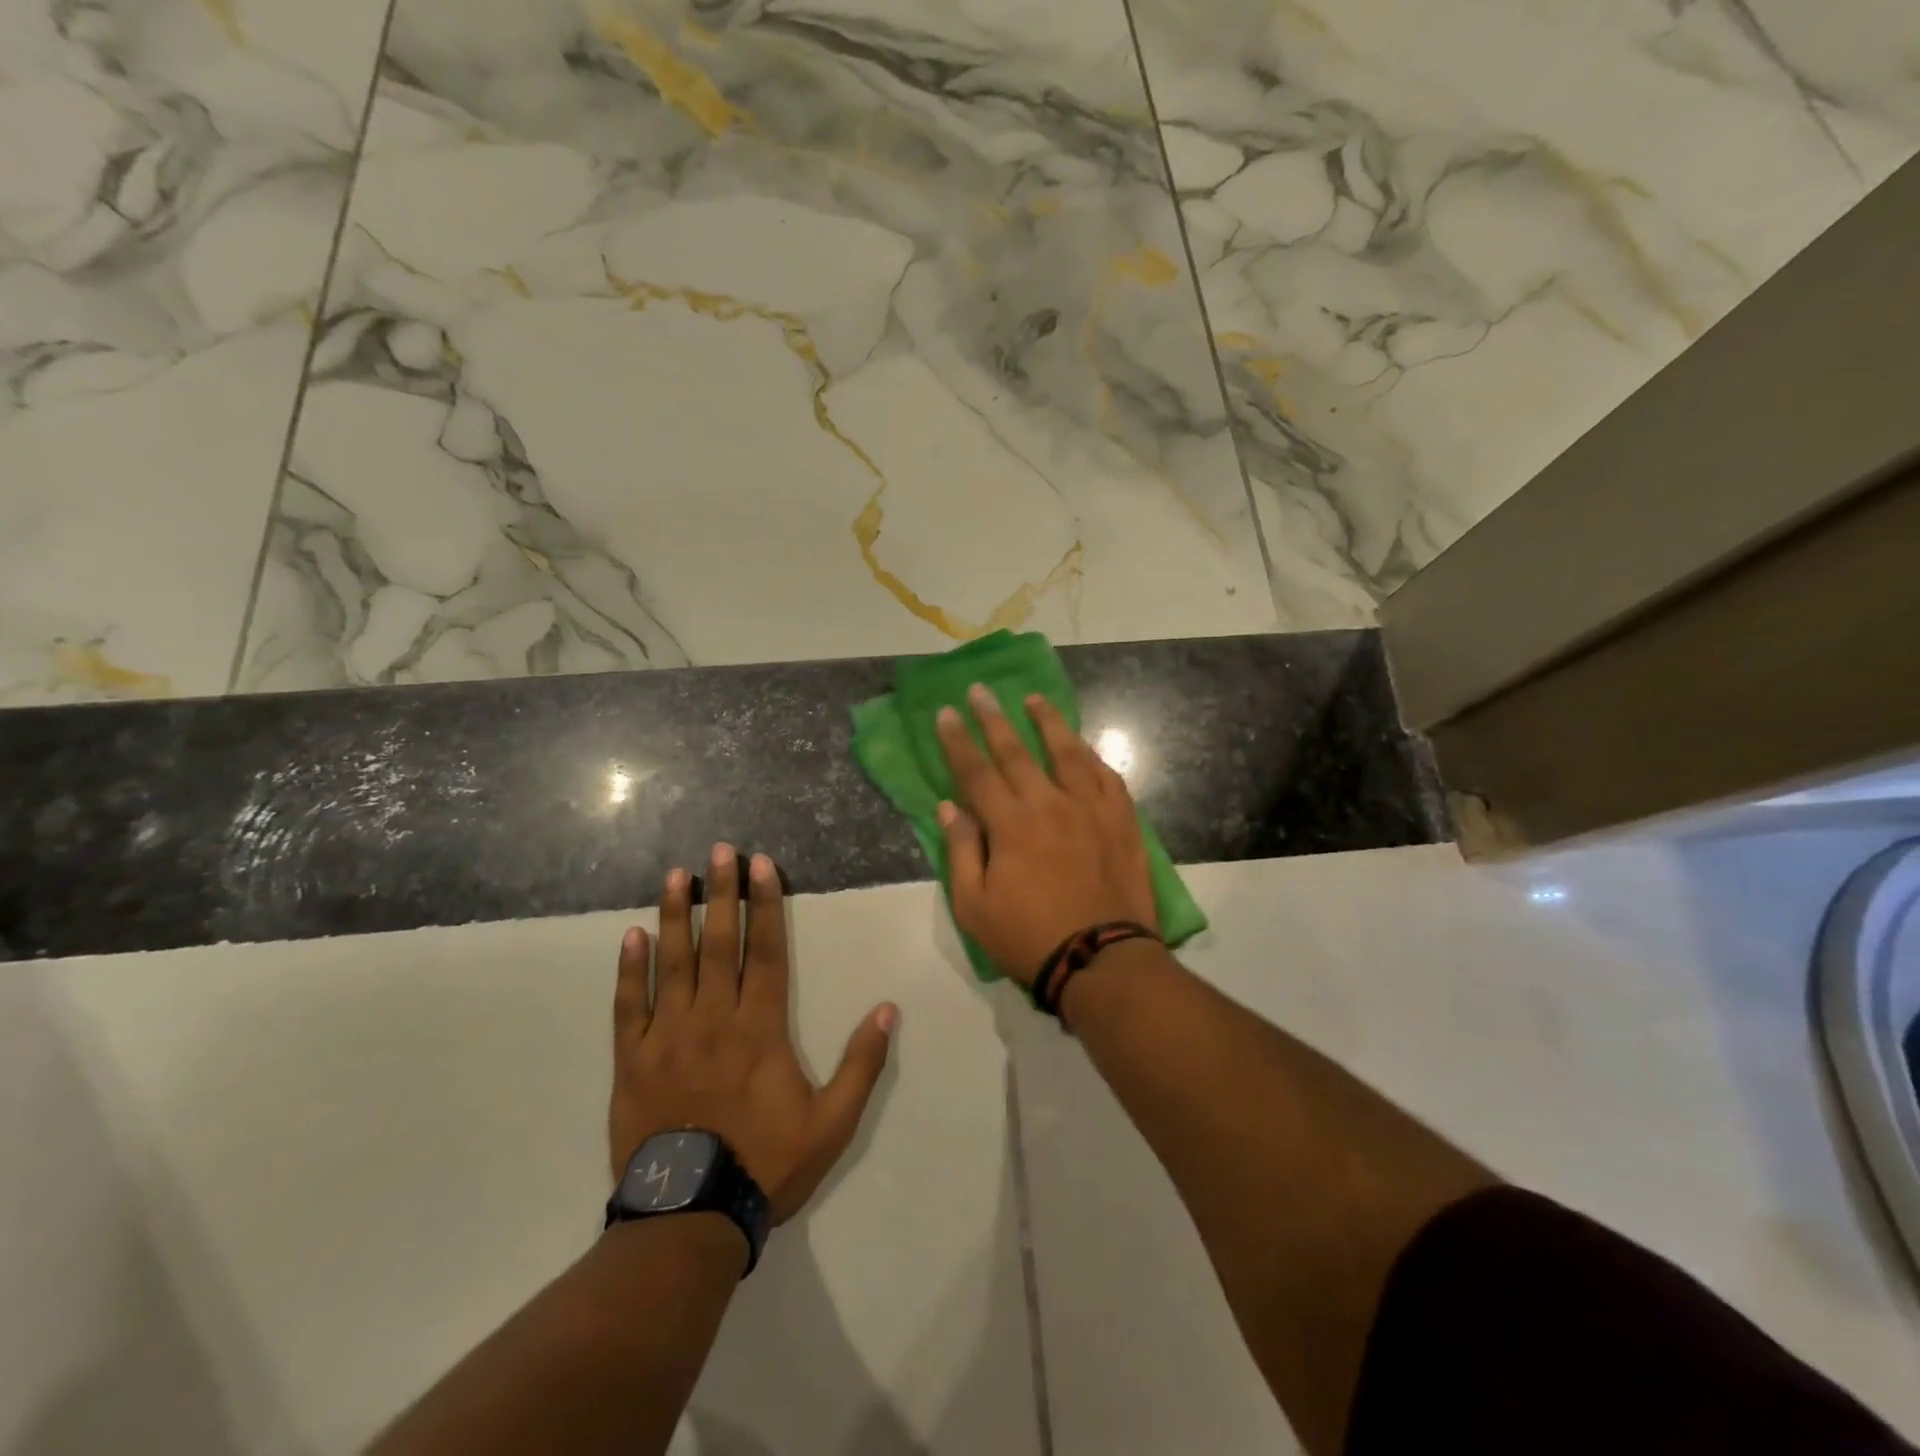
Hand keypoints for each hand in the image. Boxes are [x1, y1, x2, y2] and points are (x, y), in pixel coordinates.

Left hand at [610, 845, 897, 1224]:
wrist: (690, 1218)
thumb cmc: (766, 1164)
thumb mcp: (833, 1122)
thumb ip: (861, 1063)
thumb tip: (887, 1009)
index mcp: (760, 1028)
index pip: (765, 951)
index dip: (765, 905)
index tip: (761, 866)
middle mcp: (713, 1018)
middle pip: (718, 944)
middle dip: (721, 893)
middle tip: (718, 850)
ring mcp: (667, 1037)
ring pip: (672, 963)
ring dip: (675, 915)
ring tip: (675, 875)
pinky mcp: (631, 1061)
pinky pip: (628, 1006)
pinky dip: (629, 970)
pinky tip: (632, 935)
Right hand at [936, 684, 1156, 986]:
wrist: (1101, 959)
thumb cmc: (1028, 938)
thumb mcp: (974, 906)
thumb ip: (961, 851)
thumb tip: (949, 807)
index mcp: (1011, 824)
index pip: (976, 771)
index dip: (957, 741)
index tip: (946, 713)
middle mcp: (1050, 804)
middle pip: (1017, 752)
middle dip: (993, 719)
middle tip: (980, 690)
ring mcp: (1090, 809)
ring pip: (1067, 752)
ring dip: (1048, 722)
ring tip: (1034, 699)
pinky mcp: (1121, 821)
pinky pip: (1107, 776)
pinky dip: (1092, 756)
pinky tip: (1083, 746)